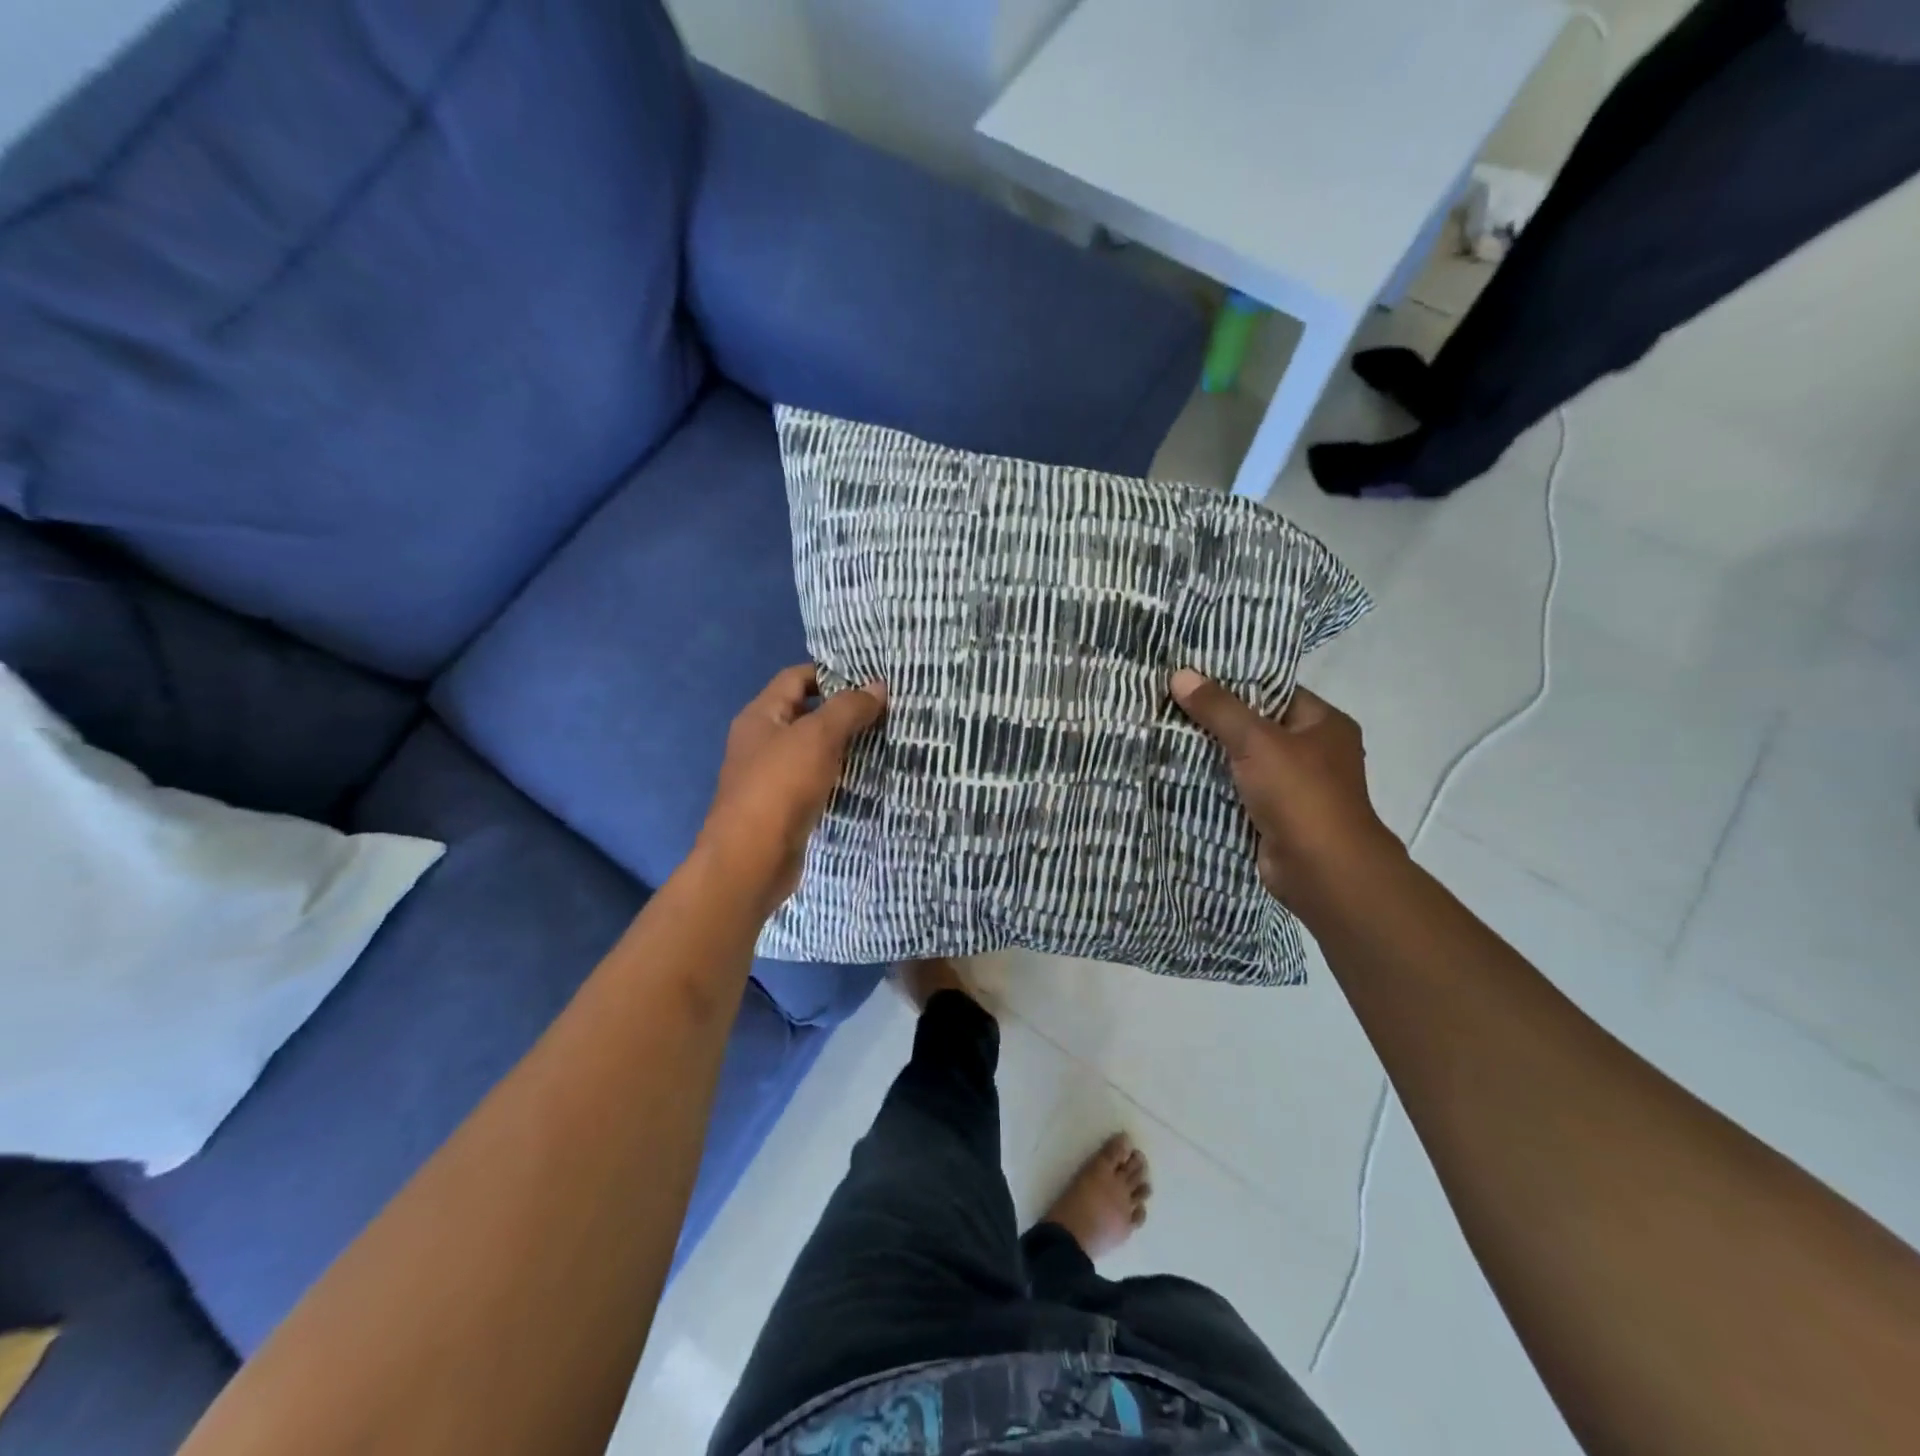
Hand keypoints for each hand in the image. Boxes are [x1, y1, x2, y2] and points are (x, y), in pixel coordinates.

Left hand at [696, 665, 887, 914]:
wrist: (751, 860)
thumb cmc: (780, 787)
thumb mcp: (817, 737)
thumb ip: (848, 709)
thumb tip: (878, 686)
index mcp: (761, 716)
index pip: (796, 678)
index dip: (831, 673)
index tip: (871, 679)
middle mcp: (762, 741)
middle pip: (806, 713)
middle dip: (844, 710)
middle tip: (887, 710)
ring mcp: (772, 776)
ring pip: (814, 750)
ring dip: (845, 745)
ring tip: (887, 740)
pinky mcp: (785, 807)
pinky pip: (816, 780)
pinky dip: (839, 776)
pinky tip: (867, 777)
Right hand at [1170, 669, 1400, 906]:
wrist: (1321, 870)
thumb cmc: (1299, 793)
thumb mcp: (1256, 741)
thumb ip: (1218, 708)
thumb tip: (1180, 674)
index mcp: (1324, 724)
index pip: (1275, 690)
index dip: (1235, 682)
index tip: (1192, 675)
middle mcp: (1314, 751)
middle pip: (1256, 725)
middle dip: (1215, 719)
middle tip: (1169, 703)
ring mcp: (1295, 786)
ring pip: (1244, 760)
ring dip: (1211, 754)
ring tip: (1164, 733)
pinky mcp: (1275, 815)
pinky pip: (1239, 790)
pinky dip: (1214, 785)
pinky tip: (1177, 772)